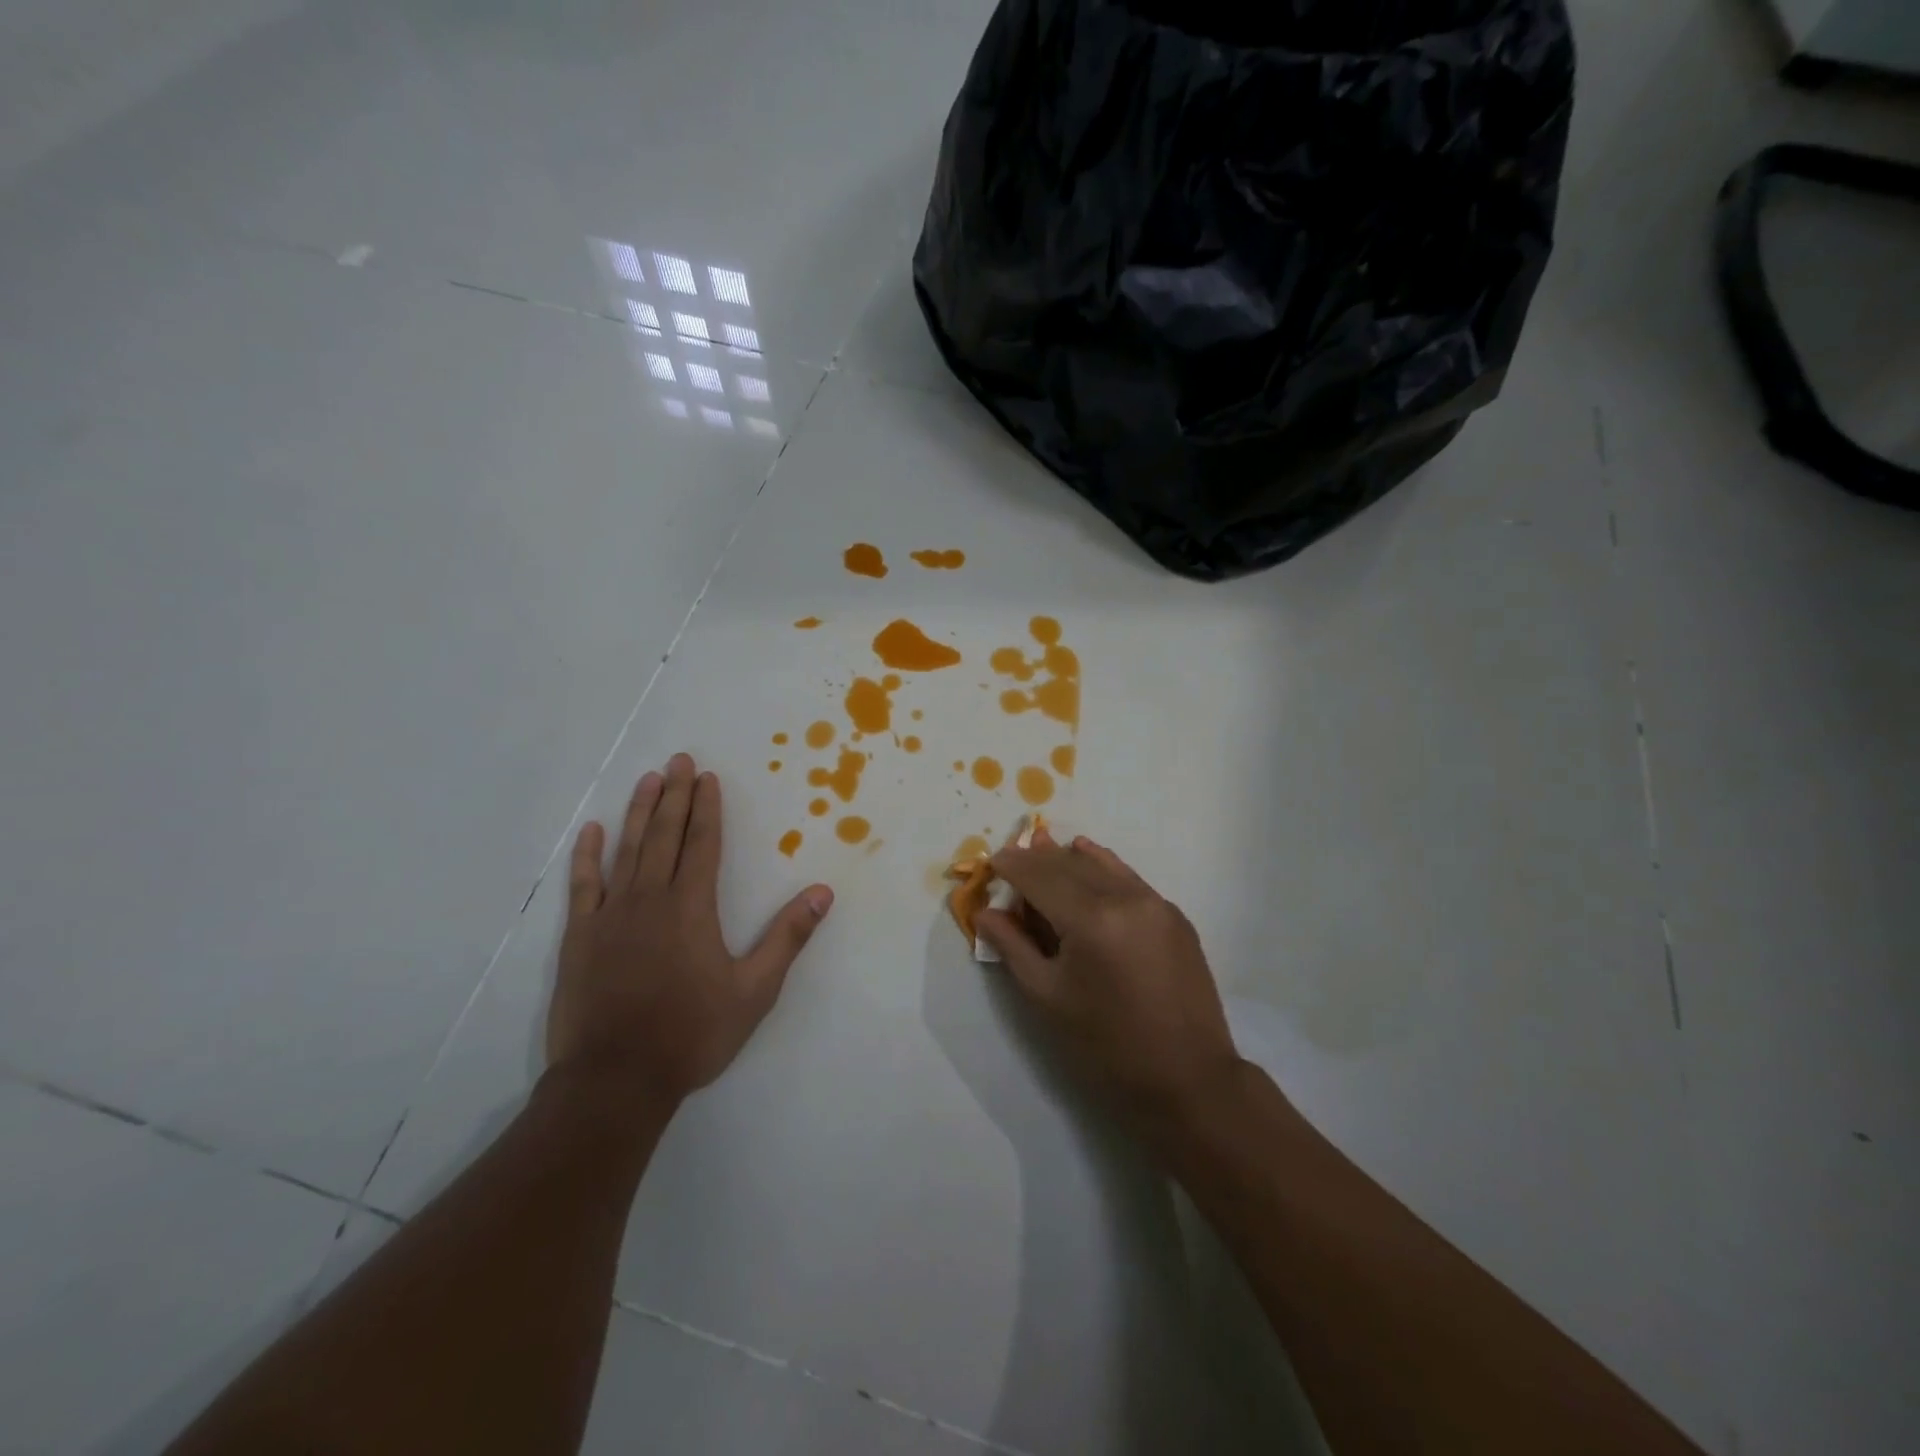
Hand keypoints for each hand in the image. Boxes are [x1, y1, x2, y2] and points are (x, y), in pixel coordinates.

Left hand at [547, 754, 833, 1107]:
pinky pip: (584, 886)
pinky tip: (591, 832)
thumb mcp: (754, 991)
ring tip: (647, 779)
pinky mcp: (581, 937)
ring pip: (626, 850)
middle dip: (674, 795)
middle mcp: (651, 899)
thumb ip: (787, 938)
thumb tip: (822, 892)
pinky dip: (587, 856)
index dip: (707, 809)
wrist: (615, 1079)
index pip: (703, 844)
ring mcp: (611, 915)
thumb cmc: (691, 1034)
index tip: (708, 778)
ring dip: (637, 812)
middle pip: (664, 836)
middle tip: (678, 760)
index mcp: (692, 908)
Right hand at [977, 834, 1242, 1143]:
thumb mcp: (1047, 997)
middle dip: (1036, 859)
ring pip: (1101, 864)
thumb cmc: (1106, 1045)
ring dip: (1068, 858)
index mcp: (1090, 919)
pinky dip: (1102, 866)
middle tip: (1011, 860)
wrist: (1188, 1078)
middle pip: (1069, 864)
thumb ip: (1013, 946)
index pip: (1040, 875)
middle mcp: (1125, 897)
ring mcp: (1155, 902)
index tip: (990, 861)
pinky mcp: (1174, 915)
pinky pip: (1128, 877)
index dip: (1011, 865)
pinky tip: (1087, 858)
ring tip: (1043, 851)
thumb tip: (986, 912)